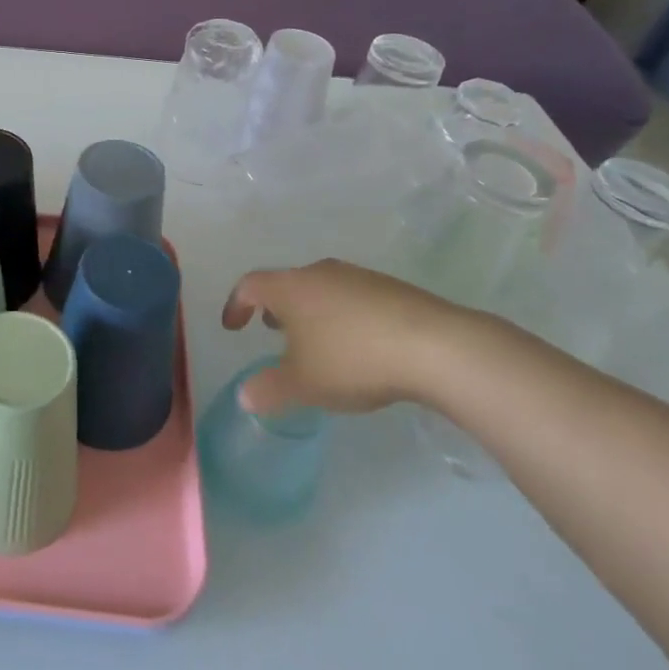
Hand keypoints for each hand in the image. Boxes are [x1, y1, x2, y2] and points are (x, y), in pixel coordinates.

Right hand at [221, 259, 495, 415]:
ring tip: (315, 341)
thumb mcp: (303, 384)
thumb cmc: (353, 360)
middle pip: (287, 283)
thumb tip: (244, 396)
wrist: (435, 346)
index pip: (250, 286)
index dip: (236, 305)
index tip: (233, 327)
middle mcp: (319, 273)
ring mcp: (357, 277)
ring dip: (309, 311)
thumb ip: (268, 389)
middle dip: (275, 307)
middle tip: (272, 332)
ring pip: (321, 289)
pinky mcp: (390, 288)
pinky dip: (341, 316)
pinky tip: (357, 345)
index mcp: (290, 288)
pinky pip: (351, 297)